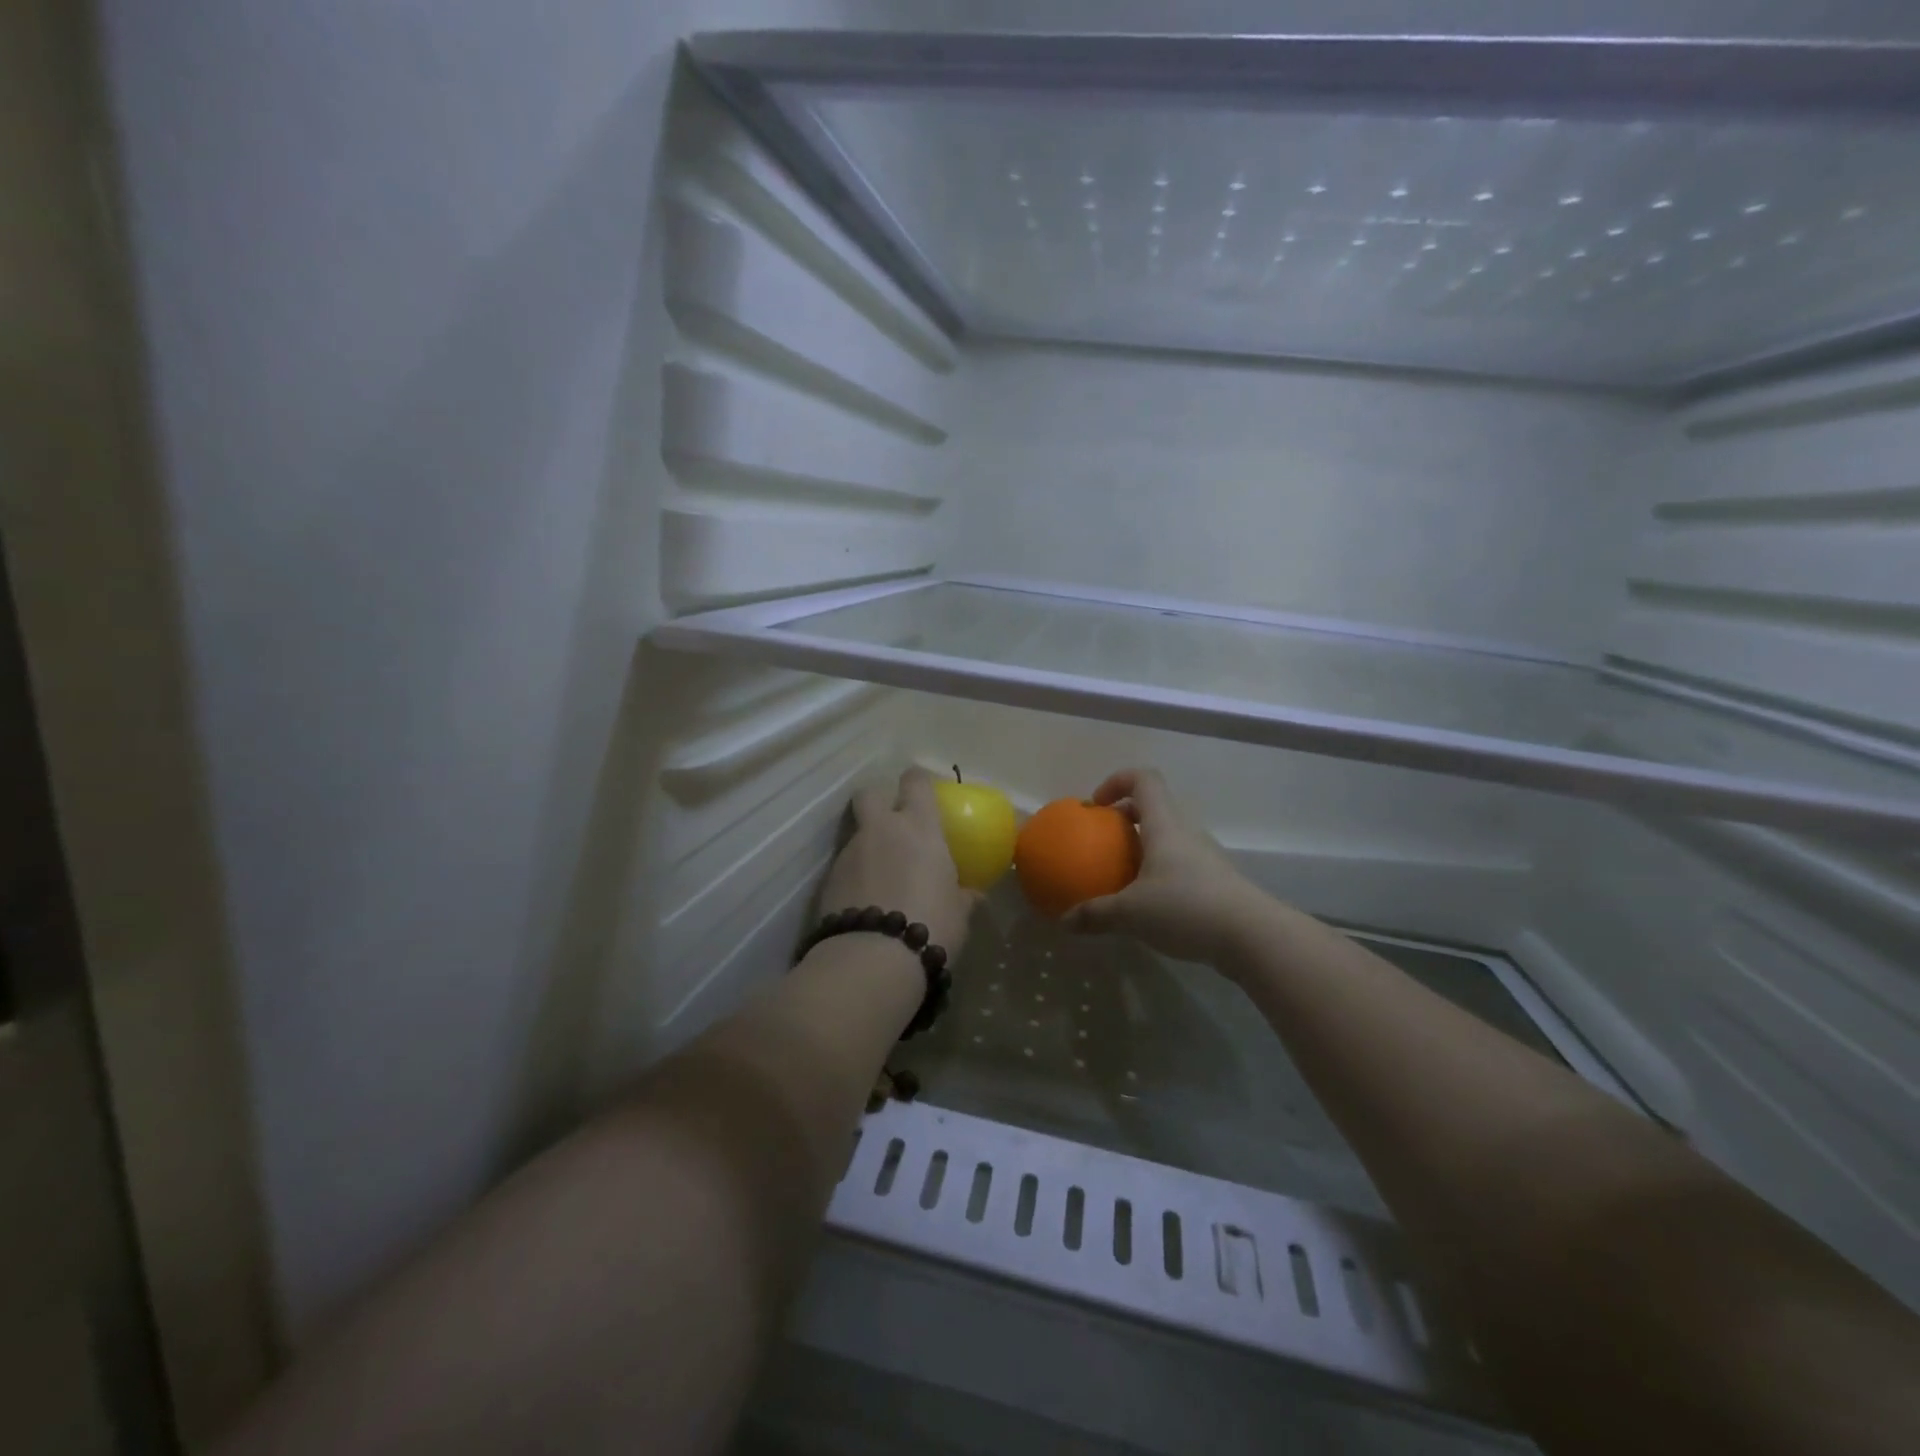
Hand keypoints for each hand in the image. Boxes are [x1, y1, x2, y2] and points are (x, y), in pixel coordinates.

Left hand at [819, 766, 974, 958]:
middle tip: (892, 821)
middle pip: (870, 793)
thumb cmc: (931, 926)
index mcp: (919, 827)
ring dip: (868, 845)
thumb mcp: (959, 913)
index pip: (916, 782)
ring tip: (882, 875)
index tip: (923, 791)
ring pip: (857, 833)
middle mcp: (881, 830)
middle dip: (879, 800)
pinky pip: (845, 866)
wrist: (872, 959)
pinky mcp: (828, 880)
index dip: (918, 782)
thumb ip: (963, 895)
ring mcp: (850, 852)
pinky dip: (855, 876)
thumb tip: (973, 894)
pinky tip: (866, 900)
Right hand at [1061, 768, 1262, 967]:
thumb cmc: (1187, 909)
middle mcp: (1185, 832)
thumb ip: (1095, 915)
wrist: (1253, 936)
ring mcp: (1204, 856)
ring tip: (1122, 876)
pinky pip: (1179, 864)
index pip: (1143, 779)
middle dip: (1124, 818)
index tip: (1096, 806)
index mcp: (1164, 825)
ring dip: (1142, 847)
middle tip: (1102, 843)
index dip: (1116, 781)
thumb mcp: (1131, 914)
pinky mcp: (1215, 881)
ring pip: (1167, 837)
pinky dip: (1159, 872)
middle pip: (1154, 807)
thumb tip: (1064, 921)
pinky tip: (1148, 905)